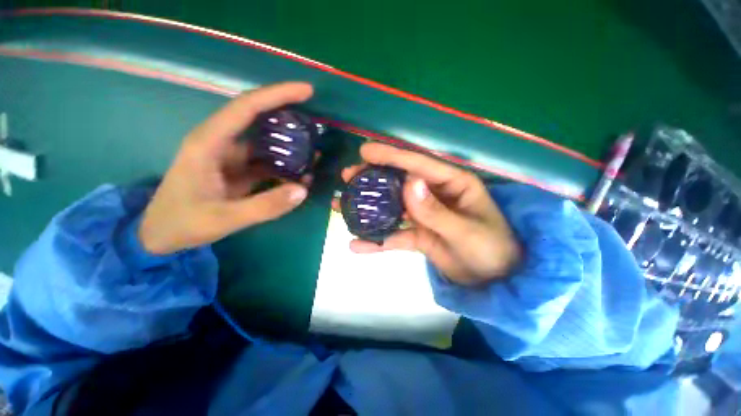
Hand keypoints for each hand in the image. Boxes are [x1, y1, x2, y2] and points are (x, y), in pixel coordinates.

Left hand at [139, 82, 313, 254]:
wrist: (160, 235)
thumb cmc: (183, 223)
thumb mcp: (224, 218)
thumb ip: (265, 206)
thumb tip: (302, 190)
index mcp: (209, 143)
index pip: (246, 107)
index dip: (277, 95)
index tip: (307, 91)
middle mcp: (220, 143)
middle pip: (258, 118)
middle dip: (288, 116)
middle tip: (316, 122)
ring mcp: (230, 157)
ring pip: (265, 143)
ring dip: (289, 145)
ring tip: (315, 151)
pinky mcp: (237, 170)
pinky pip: (266, 162)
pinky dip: (284, 166)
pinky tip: (300, 174)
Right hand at [340, 143, 520, 284]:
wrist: (496, 280)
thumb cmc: (491, 250)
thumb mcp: (466, 232)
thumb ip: (436, 211)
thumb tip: (408, 183)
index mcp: (452, 183)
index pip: (419, 164)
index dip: (392, 156)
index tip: (365, 151)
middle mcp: (434, 194)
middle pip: (399, 181)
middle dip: (373, 178)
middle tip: (347, 177)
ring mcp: (423, 214)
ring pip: (392, 206)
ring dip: (368, 207)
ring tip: (341, 204)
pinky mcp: (418, 234)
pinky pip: (394, 234)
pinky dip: (377, 240)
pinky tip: (357, 245)